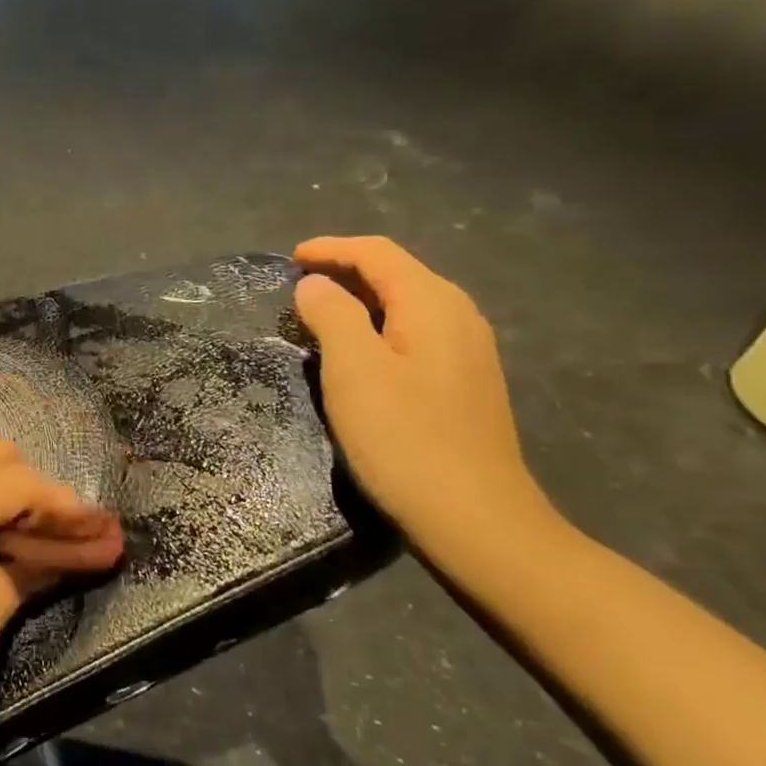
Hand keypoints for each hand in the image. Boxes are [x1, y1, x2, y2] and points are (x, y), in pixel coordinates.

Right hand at [292, 236, 556, 548]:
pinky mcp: (465, 381)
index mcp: (432, 303)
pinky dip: (379, 326)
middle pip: (397, 273)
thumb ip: (332, 315)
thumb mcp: (354, 370)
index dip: (331, 248)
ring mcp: (468, 349)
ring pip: (407, 303)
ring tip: (320, 314)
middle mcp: (458, 315)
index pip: (378, 253)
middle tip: (299, 286)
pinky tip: (360, 352)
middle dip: (346, 270)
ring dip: (362, 299)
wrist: (474, 516)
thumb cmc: (404, 438)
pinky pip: (416, 331)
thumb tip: (315, 285)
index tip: (290, 259)